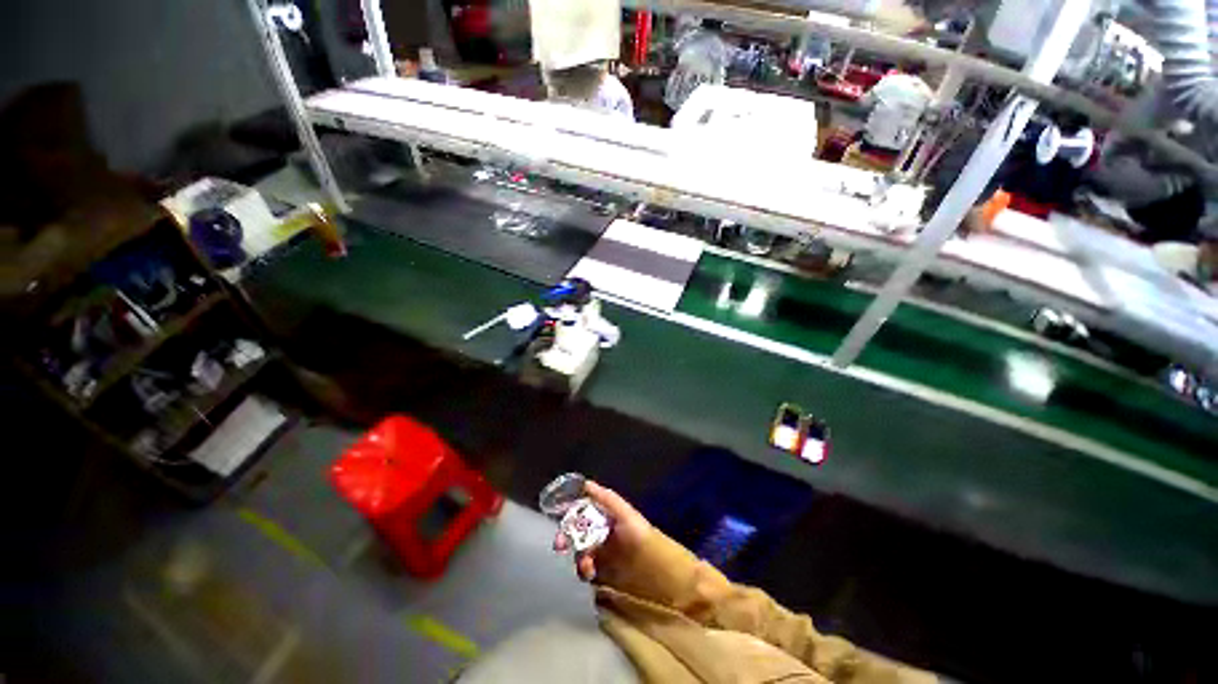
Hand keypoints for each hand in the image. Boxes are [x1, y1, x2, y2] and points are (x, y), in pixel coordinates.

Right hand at [553, 481, 651, 582]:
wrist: (655, 566)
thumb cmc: (639, 533)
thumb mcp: (624, 512)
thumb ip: (606, 498)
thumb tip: (585, 483)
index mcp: (604, 517)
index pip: (581, 514)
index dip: (570, 516)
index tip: (561, 520)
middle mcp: (600, 534)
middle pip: (576, 534)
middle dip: (566, 538)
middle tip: (560, 545)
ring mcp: (600, 555)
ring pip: (578, 553)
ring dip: (576, 557)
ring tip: (584, 563)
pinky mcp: (602, 574)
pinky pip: (585, 571)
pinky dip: (583, 571)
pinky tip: (589, 571)